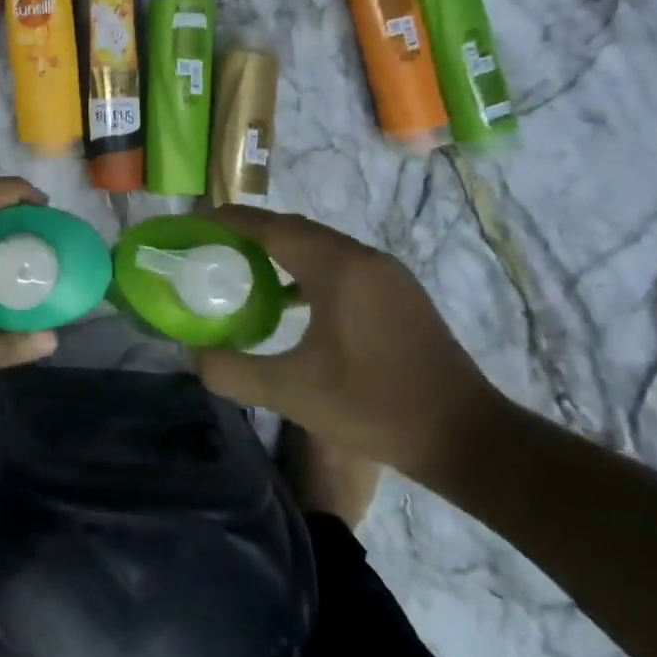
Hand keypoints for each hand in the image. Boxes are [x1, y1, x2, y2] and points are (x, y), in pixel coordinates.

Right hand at [194, 206, 506, 478]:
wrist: (464, 436)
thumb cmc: (373, 407)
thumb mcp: (291, 394)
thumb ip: (232, 371)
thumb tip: (193, 355)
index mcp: (337, 268)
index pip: (271, 226)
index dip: (230, 220)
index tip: (196, 224)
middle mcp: (363, 258)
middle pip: (295, 229)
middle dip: (251, 233)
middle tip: (212, 248)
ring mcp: (387, 274)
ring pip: (320, 246)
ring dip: (280, 251)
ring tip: (243, 271)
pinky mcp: (399, 293)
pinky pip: (341, 264)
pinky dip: (307, 269)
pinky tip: (290, 301)